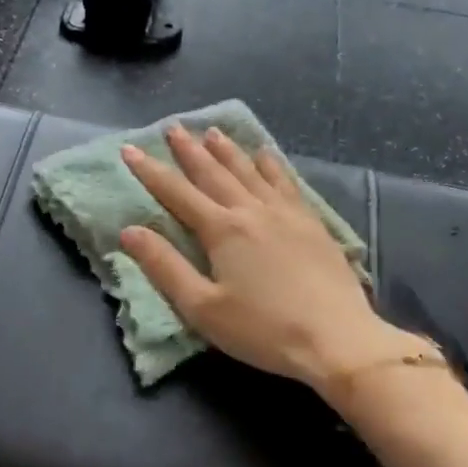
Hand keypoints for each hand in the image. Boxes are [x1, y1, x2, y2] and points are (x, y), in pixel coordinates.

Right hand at [119, 125, 426, 392]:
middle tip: (174, 128)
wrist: (337, 338)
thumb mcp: (203, 308)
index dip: (151, 171)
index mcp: (222, 230)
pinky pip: (286, 182)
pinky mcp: (312, 223)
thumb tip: (130, 231)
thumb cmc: (263, 330)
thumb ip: (165, 267)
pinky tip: (266, 155)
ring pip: (250, 171)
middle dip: (190, 151)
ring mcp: (286, 213)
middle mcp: (252, 210)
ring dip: (228, 151)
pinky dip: (272, 165)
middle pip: (214, 173)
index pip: (177, 193)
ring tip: (212, 132)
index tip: (130, 149)